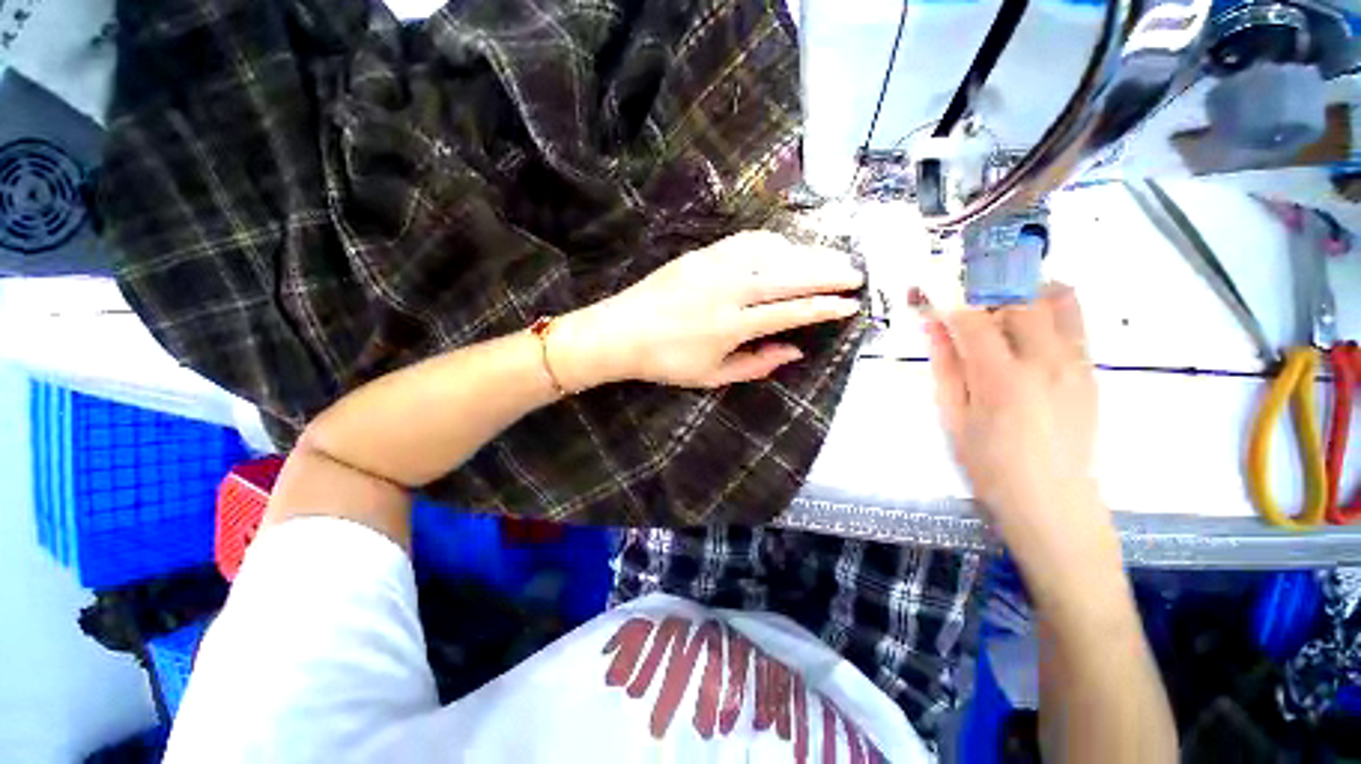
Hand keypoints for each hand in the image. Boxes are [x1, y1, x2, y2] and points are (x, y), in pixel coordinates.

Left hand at [554, 231, 862, 389]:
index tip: (849, 304)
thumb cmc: (666, 362)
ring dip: (806, 253)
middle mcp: (729, 290)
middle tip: (856, 272)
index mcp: (732, 326)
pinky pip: (746, 241)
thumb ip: (757, 364)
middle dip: (827, 273)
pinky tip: (787, 247)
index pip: (791, 311)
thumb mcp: (712, 376)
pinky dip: (773, 242)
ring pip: (772, 253)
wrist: (621, 332)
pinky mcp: (701, 254)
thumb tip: (795, 350)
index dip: (824, 307)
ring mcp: (714, 266)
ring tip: (830, 258)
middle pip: (789, 275)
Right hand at [927, 285, 1116, 588]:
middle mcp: (1045, 360)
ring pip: (1058, 298)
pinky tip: (1024, 328)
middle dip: (984, 287)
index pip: (972, 318)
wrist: (1053, 500)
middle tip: (962, 297)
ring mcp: (1075, 362)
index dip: (947, 298)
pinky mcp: (1090, 368)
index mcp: (1001, 378)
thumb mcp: (953, 417)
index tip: (929, 288)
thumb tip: (933, 325)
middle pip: (1018, 297)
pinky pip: (1073, 320)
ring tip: (997, 305)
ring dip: (1022, 290)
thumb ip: (945, 365)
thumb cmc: (989, 465)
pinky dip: (1046, 308)